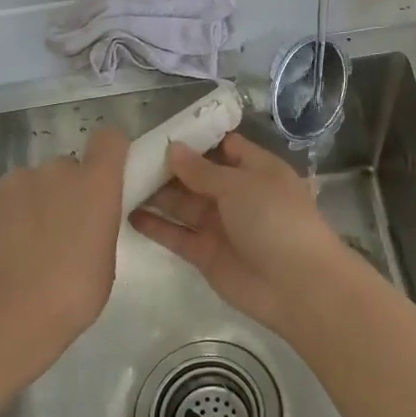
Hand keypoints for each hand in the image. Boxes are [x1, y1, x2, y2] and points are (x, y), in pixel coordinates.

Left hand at [0, 127, 127, 384]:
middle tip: (60, 232)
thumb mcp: (105, 258)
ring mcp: (13, 182)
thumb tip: (81, 223)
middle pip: (65, 168)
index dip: (108, 153)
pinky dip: (2, 221)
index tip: (105, 178)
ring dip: (31, 206)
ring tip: (23, 248)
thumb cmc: (74, 293)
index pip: (109, 139)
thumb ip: (97, 224)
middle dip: (64, 192)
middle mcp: (55, 170)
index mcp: (95, 182)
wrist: (8, 315)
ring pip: (29, 185)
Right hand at [129, 132, 358, 332]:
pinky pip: (177, 234)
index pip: (224, 146)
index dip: (195, 139)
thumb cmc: (275, 219)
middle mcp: (237, 194)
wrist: (296, 285)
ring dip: (156, 194)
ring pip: (183, 204)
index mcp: (256, 169)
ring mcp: (221, 225)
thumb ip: (202, 170)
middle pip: (197, 175)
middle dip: (168, 166)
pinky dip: (155, 225)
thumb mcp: (241, 185)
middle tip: (128, 156)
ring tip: (119, 180)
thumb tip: (173, 148)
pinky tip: (127, 213)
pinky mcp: (206, 254)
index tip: (160, 131)